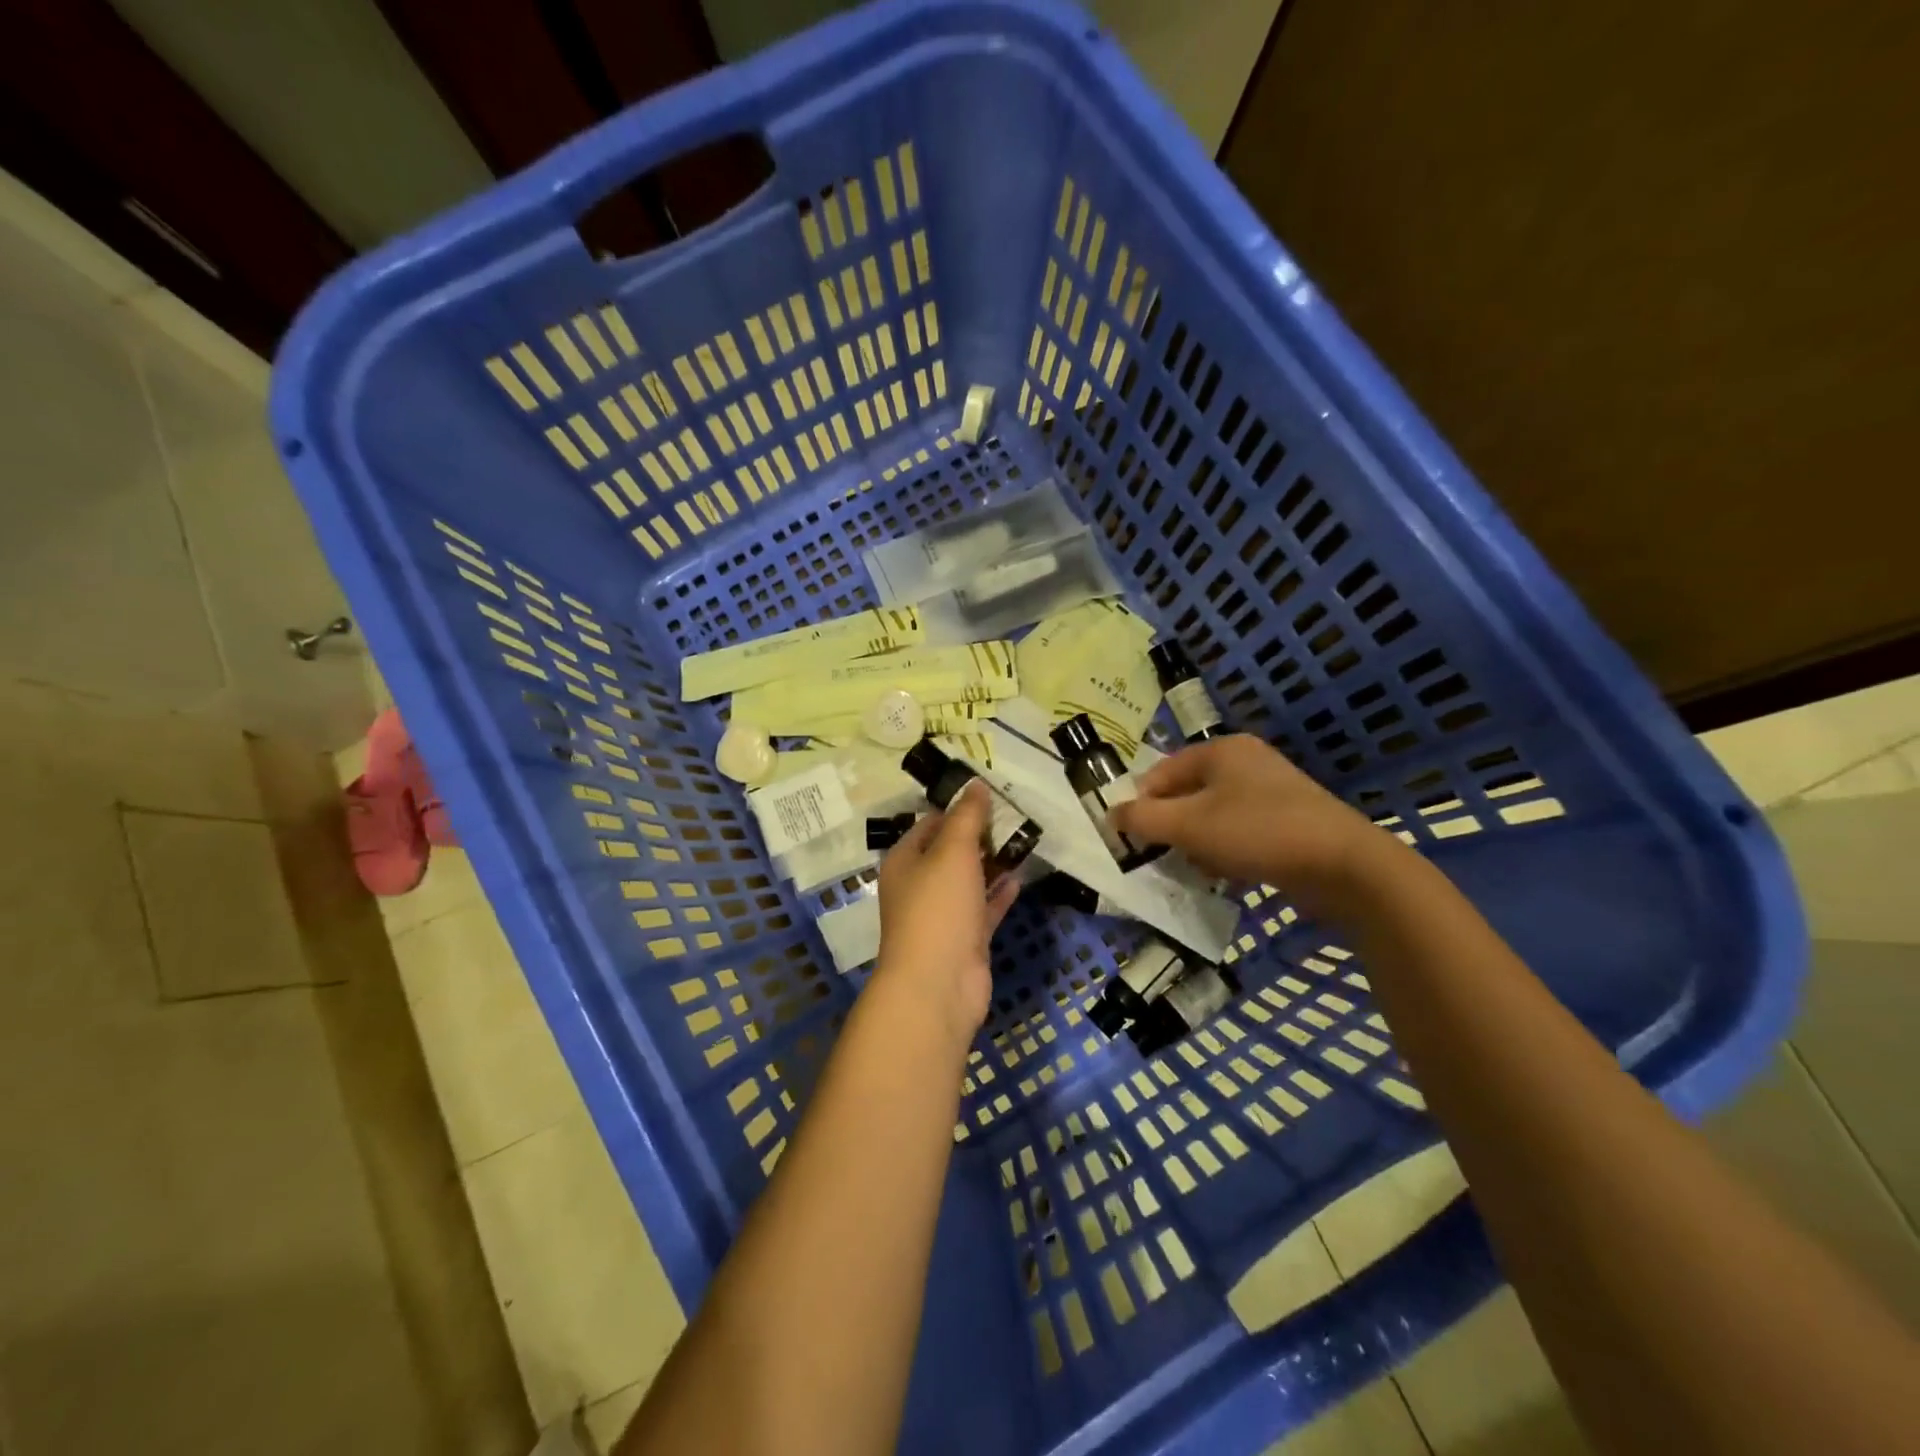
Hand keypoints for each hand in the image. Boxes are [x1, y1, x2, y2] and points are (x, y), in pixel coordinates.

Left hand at [873, 781, 1018, 1044]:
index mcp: (905, 860)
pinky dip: (1000, 892)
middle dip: (980, 835)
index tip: (991, 796)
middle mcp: (920, 885)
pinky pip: (984, 907)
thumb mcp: (952, 851)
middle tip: (1016, 815)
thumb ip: (967, 817)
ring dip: (993, 862)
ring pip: (969, 880)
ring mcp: (943, 915)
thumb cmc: (937, 908)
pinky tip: (1021, 876)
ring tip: (1024, 840)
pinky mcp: (966, 938)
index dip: (958, 809)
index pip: (930, 824)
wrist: (938, 984)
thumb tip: (975, 784)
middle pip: (951, 851)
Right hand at [1112, 735, 1407, 917]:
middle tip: (1164, 856)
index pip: (1160, 772)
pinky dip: (1227, 850)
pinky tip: (1229, 873)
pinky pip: (1241, 830)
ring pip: (1213, 815)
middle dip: (1171, 827)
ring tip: (1198, 868)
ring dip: (1198, 842)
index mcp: (1220, 750)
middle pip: (1187, 793)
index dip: (1141, 804)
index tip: (1133, 839)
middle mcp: (1246, 762)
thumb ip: (1143, 819)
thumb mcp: (1188, 826)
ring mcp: (1272, 791)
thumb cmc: (1257, 833)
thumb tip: (1111, 814)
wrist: (1344, 865)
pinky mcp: (1290, 820)